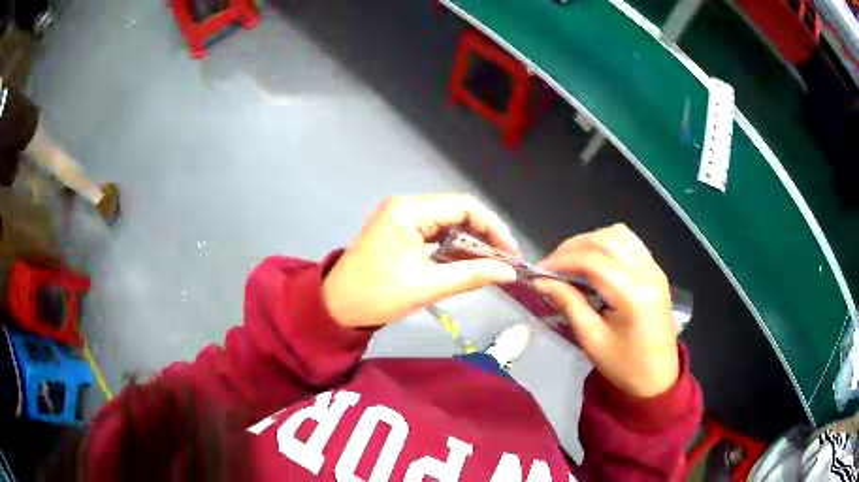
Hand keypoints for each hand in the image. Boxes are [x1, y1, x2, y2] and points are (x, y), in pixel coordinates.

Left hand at [322, 194, 518, 327]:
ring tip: (488, 264)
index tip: (510, 252)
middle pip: (456, 211)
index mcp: (409, 211)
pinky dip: (450, 246)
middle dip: (483, 235)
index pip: (463, 206)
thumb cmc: (376, 296)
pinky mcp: (397, 230)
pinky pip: (432, 231)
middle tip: (502, 261)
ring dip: (468, 241)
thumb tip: (509, 273)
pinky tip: (463, 262)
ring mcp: (399, 216)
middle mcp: (405, 205)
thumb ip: (471, 275)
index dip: (493, 227)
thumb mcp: (427, 286)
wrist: (334, 307)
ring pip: (446, 222)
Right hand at [532, 224, 678, 397]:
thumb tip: (541, 281)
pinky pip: (630, 242)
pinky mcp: (656, 270)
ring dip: (591, 241)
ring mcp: (655, 268)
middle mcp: (648, 273)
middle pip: (605, 240)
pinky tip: (595, 261)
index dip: (561, 261)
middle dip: (573, 247)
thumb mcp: (591, 339)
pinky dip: (607, 243)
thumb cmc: (624, 366)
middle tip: (551, 266)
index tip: (538, 271)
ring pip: (618, 234)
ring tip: (571, 260)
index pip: (593, 260)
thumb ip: (568, 303)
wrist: (658, 378)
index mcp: (634, 294)